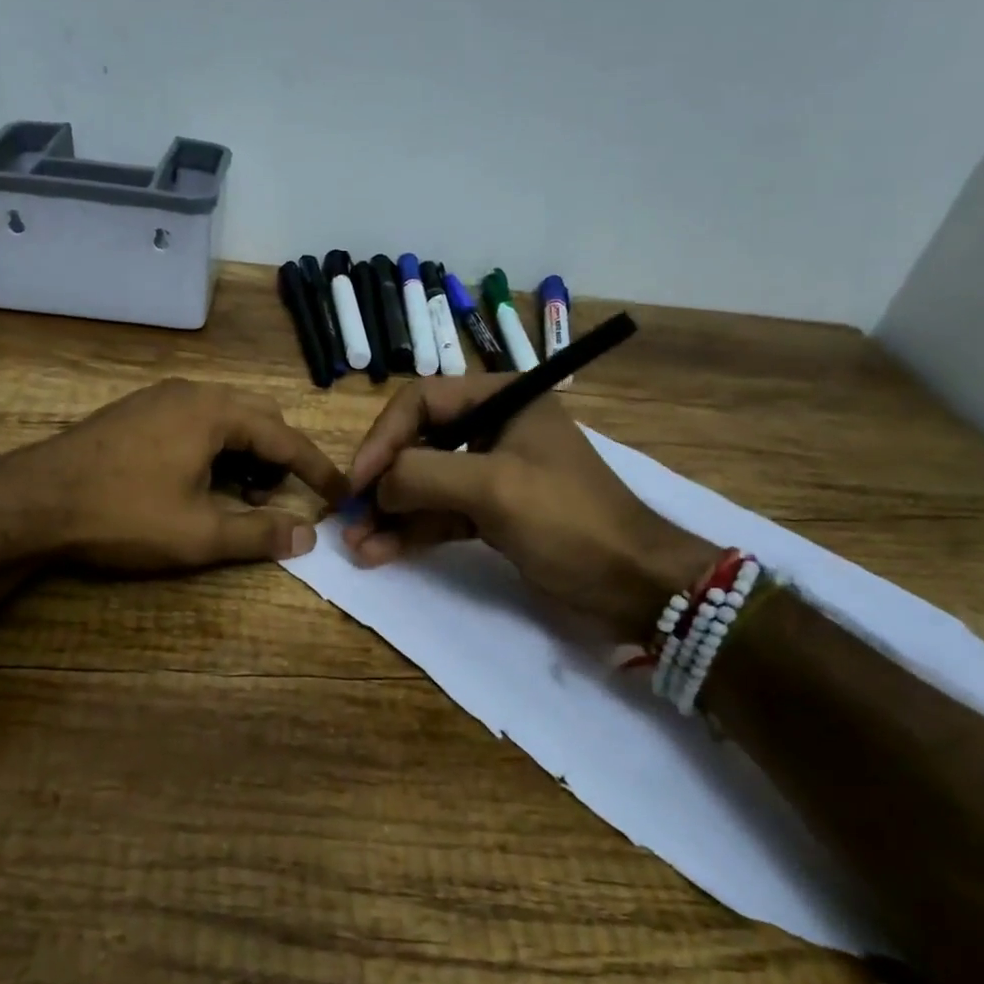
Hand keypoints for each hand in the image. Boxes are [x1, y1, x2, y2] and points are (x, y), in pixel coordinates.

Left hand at [12, 379, 347, 571]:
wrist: (32, 500)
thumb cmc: (122, 514)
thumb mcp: (198, 535)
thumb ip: (258, 534)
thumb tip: (307, 535)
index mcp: (215, 412)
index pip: (286, 438)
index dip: (317, 470)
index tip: (342, 494)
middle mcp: (192, 392)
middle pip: (259, 418)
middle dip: (279, 457)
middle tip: (280, 497)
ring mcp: (160, 397)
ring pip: (225, 418)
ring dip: (246, 453)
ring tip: (238, 496)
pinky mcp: (137, 411)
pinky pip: (196, 420)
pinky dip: (215, 448)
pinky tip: (199, 481)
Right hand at [343, 376, 716, 633]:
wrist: (634, 584)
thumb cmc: (569, 520)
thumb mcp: (493, 486)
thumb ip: (423, 474)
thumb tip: (377, 487)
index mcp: (502, 398)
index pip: (422, 400)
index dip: (382, 438)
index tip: (359, 482)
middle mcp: (493, 427)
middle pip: (417, 442)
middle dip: (382, 481)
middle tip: (349, 516)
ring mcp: (491, 472)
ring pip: (424, 484)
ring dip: (389, 513)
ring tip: (356, 545)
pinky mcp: (491, 512)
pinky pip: (439, 514)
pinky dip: (410, 532)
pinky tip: (379, 553)